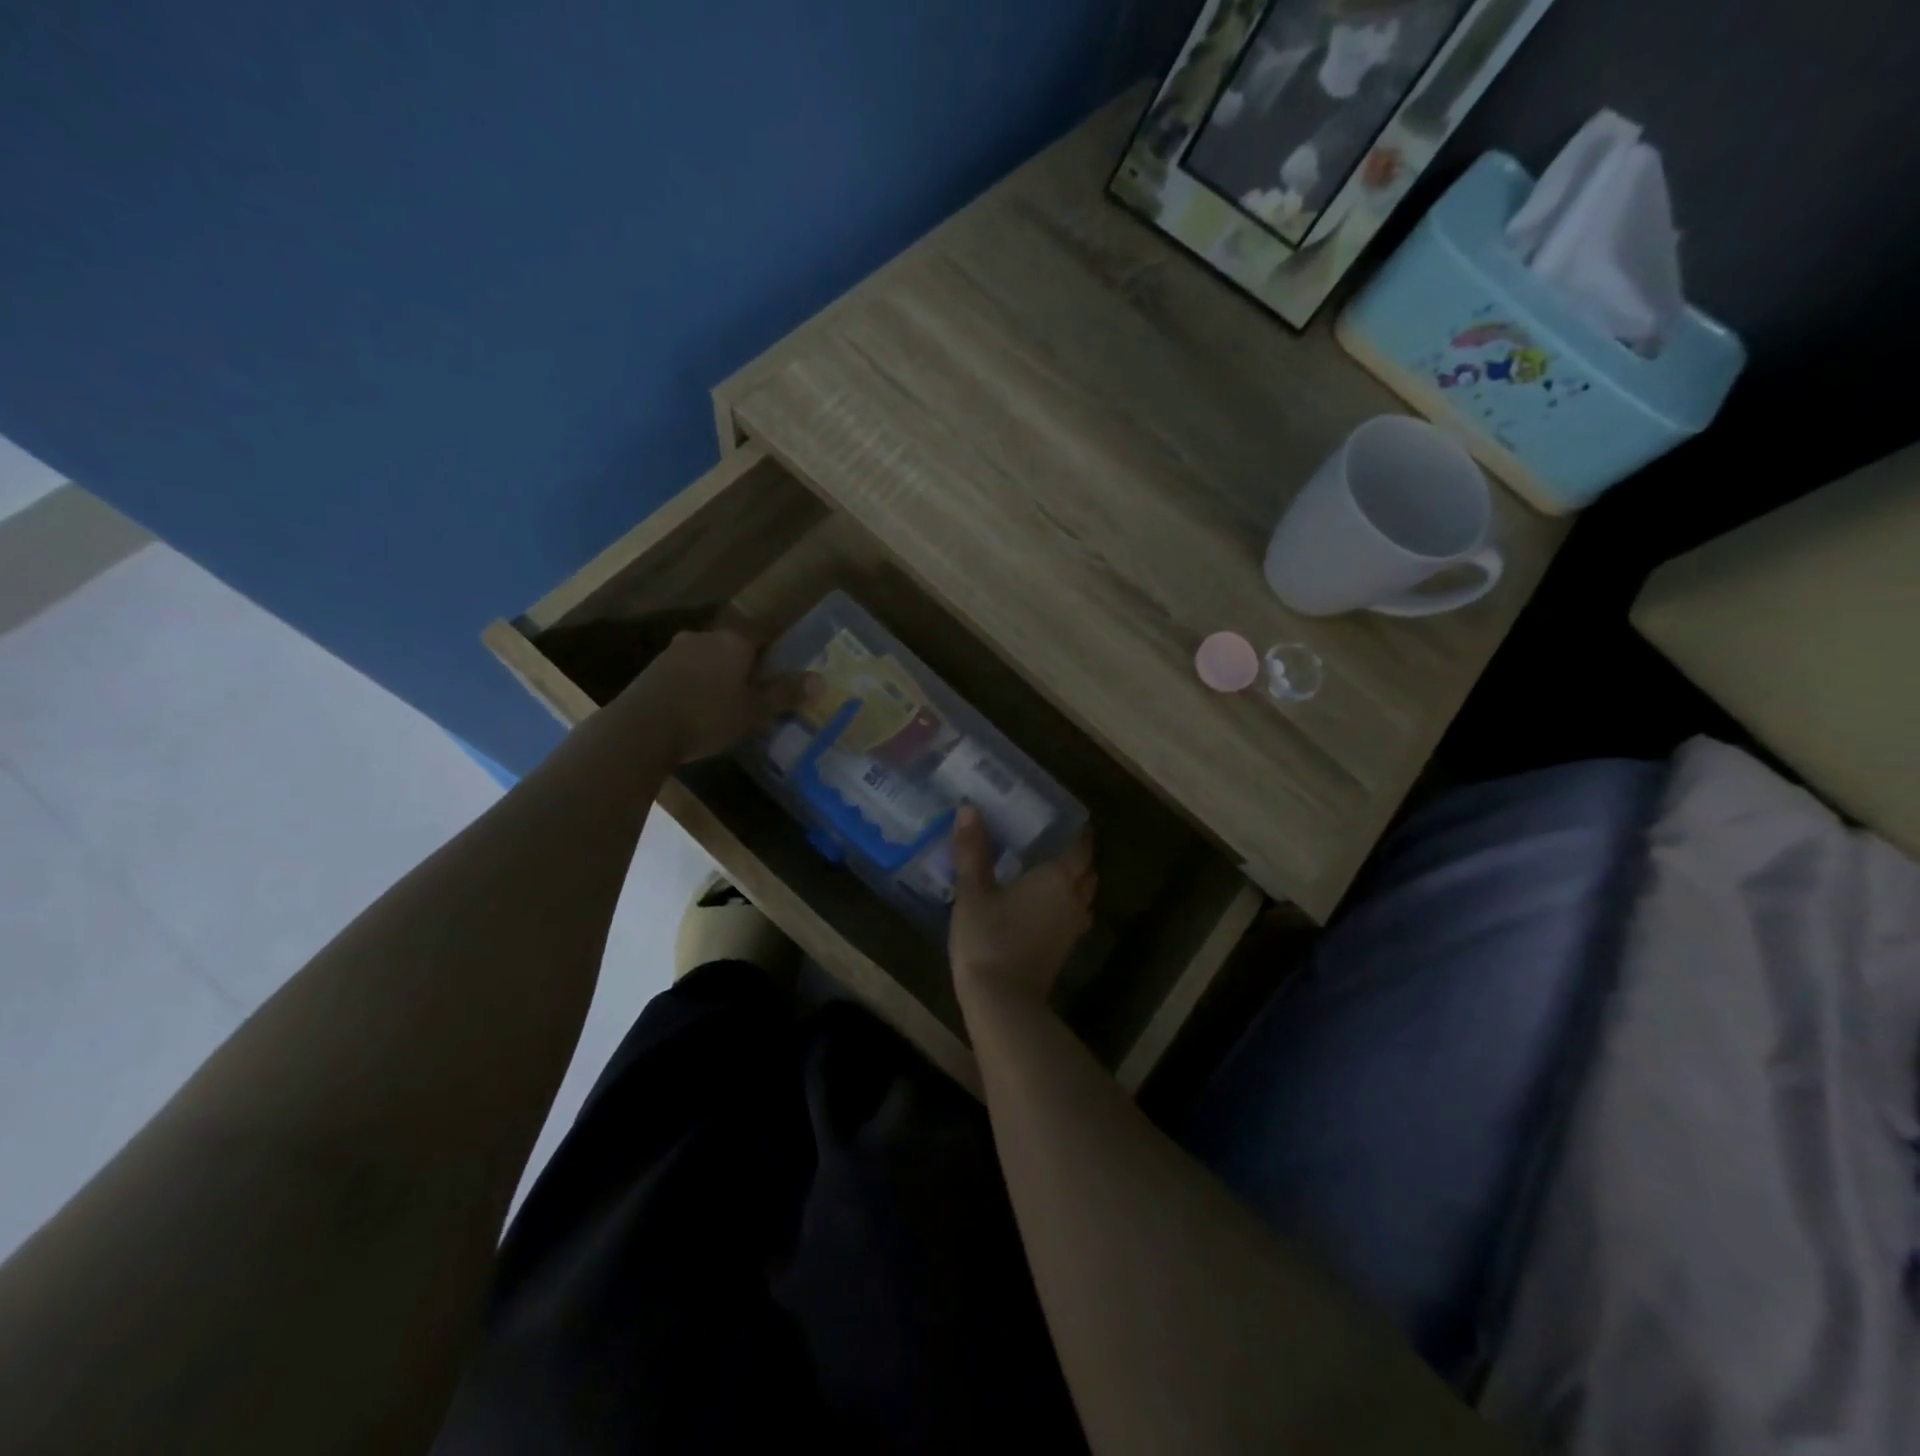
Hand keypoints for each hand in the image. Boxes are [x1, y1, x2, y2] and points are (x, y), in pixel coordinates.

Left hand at [635, 629, 805, 762]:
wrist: (641, 729)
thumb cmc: (707, 716)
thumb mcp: (753, 710)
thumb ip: (785, 693)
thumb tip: (820, 680)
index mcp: (734, 640)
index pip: (765, 632)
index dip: (778, 648)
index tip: (785, 667)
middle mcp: (705, 637)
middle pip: (735, 644)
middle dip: (747, 663)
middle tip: (759, 688)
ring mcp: (675, 651)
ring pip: (708, 657)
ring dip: (720, 673)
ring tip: (728, 701)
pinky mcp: (654, 669)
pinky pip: (687, 671)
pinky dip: (697, 683)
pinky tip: (699, 707)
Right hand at [949, 805, 1096, 1008]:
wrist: (1002, 1002)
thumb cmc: (988, 938)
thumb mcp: (973, 891)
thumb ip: (972, 849)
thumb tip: (969, 808)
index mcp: (1058, 878)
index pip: (1081, 847)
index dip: (1078, 831)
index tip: (1066, 819)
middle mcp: (1074, 899)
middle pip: (1087, 871)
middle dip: (1076, 856)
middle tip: (1051, 841)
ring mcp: (1072, 928)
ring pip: (1083, 896)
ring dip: (1073, 882)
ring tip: (1046, 870)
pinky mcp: (1064, 949)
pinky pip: (1073, 916)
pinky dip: (1064, 904)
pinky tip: (1041, 904)